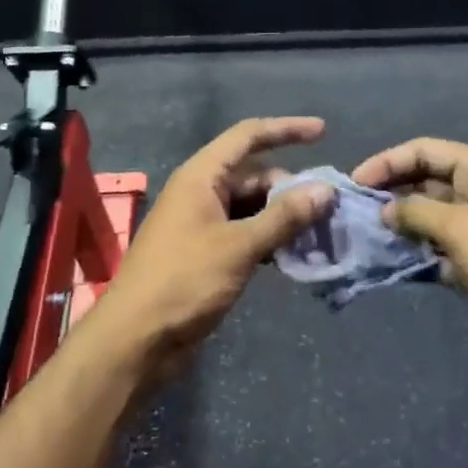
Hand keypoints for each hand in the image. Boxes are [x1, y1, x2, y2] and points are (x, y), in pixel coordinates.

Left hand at [94, 118, 333, 381]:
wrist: (137, 337)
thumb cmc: (184, 281)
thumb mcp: (239, 246)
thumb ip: (283, 217)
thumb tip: (325, 189)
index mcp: (201, 177)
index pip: (247, 136)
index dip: (286, 129)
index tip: (324, 133)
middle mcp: (201, 193)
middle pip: (255, 175)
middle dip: (292, 188)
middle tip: (330, 210)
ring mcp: (202, 224)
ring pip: (252, 207)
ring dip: (284, 217)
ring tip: (321, 234)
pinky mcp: (206, 253)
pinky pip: (245, 233)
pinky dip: (269, 239)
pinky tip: (294, 255)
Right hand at [350, 138, 467, 390]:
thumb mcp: (461, 227)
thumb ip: (416, 213)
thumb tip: (384, 209)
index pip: (425, 150)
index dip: (387, 161)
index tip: (354, 183)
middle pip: (426, 181)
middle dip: (391, 193)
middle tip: (353, 212)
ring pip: (430, 218)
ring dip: (400, 225)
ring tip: (363, 237)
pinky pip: (438, 250)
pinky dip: (415, 253)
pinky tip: (389, 262)